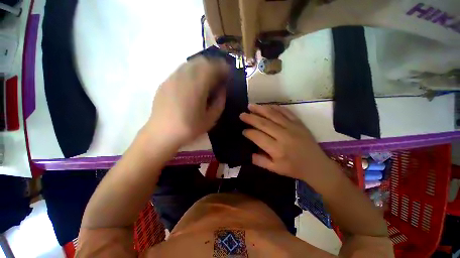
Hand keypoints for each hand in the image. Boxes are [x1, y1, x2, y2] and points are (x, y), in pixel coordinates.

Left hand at [146, 57, 228, 145]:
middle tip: (219, 76)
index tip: (228, 74)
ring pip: (191, 63)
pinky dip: (192, 71)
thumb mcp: (211, 118)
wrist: (162, 133)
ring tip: (208, 78)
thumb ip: (220, 102)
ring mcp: (172, 77)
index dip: (223, 68)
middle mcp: (184, 77)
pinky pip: (182, 70)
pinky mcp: (166, 81)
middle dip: (214, 65)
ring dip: (203, 67)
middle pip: (202, 61)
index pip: (213, 67)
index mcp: (197, 86)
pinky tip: (194, 83)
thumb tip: (222, 89)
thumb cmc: (189, 128)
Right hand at [240, 104, 336, 188]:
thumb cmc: (293, 168)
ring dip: (260, 109)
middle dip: (251, 118)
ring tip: (250, 106)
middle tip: (242, 114)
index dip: (249, 133)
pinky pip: (285, 112)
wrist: (316, 165)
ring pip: (273, 115)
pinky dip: (275, 107)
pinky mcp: (298, 122)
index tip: (243, 131)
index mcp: (277, 149)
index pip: (258, 137)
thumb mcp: (275, 169)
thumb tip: (248, 153)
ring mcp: (292, 127)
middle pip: (264, 124)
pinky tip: (267, 105)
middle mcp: (283, 136)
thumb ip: (260, 161)